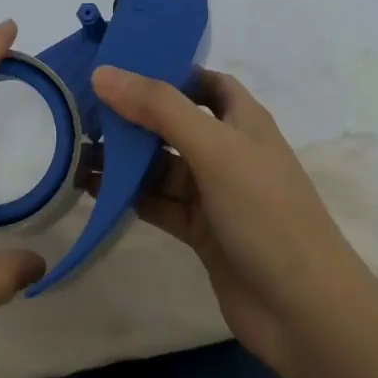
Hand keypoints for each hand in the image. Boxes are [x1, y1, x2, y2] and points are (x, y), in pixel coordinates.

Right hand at [87, 66, 377, 374]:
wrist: (302, 310)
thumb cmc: (265, 213)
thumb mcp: (214, 149)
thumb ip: (159, 109)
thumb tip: (103, 73)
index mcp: (244, 122)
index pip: (205, 83)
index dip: (169, 71)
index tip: (120, 67)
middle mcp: (229, 152)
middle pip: (175, 123)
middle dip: (134, 116)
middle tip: (82, 109)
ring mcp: (214, 194)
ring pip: (162, 166)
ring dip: (125, 159)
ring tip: (75, 149)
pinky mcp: (200, 231)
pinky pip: (158, 202)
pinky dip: (129, 195)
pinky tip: (94, 190)